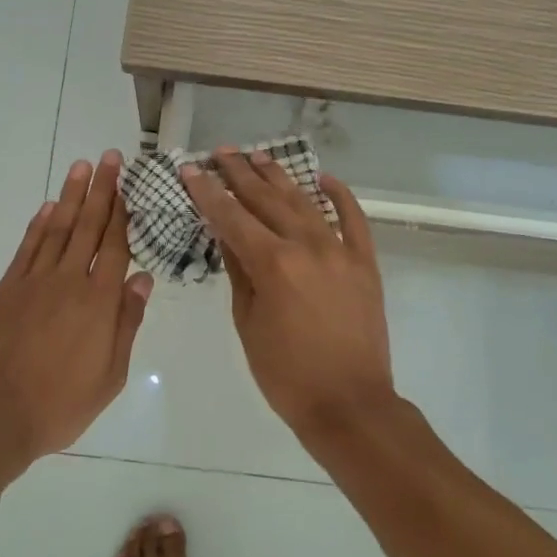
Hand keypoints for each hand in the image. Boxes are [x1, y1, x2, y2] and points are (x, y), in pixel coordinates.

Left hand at [0, 151, 153, 463]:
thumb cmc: (60, 404)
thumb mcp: (110, 375)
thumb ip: (127, 323)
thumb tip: (143, 279)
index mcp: (99, 302)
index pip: (115, 245)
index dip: (121, 211)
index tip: (126, 182)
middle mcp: (68, 281)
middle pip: (88, 226)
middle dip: (101, 189)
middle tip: (109, 157)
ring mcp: (34, 282)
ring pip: (57, 229)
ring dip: (70, 196)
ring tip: (81, 167)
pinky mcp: (6, 290)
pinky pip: (27, 249)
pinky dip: (38, 225)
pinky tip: (47, 207)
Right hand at [180, 150, 393, 432]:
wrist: (349, 404)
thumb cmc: (286, 374)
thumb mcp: (248, 323)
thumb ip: (239, 272)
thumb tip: (227, 235)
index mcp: (273, 263)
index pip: (232, 217)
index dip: (208, 192)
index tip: (190, 169)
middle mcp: (307, 246)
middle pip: (267, 199)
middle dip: (240, 173)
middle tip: (221, 152)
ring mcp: (341, 251)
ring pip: (305, 202)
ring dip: (279, 176)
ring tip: (257, 155)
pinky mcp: (365, 263)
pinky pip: (354, 219)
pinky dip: (339, 196)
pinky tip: (323, 178)